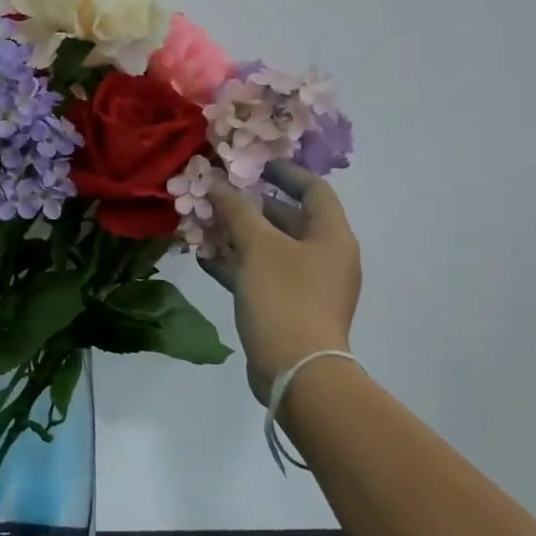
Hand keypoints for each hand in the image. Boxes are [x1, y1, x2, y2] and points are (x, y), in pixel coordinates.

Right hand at [201, 162, 361, 400]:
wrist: (297, 370)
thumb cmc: (284, 297)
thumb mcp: (258, 247)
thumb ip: (238, 211)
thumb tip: (219, 185)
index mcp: (331, 236)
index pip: (313, 189)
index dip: (284, 172)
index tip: (252, 164)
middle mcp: (325, 256)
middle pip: (289, 219)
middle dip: (252, 206)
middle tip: (217, 194)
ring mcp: (307, 285)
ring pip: (270, 249)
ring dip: (238, 235)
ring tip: (204, 224)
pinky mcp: (288, 308)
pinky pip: (261, 275)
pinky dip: (236, 265)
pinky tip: (204, 259)